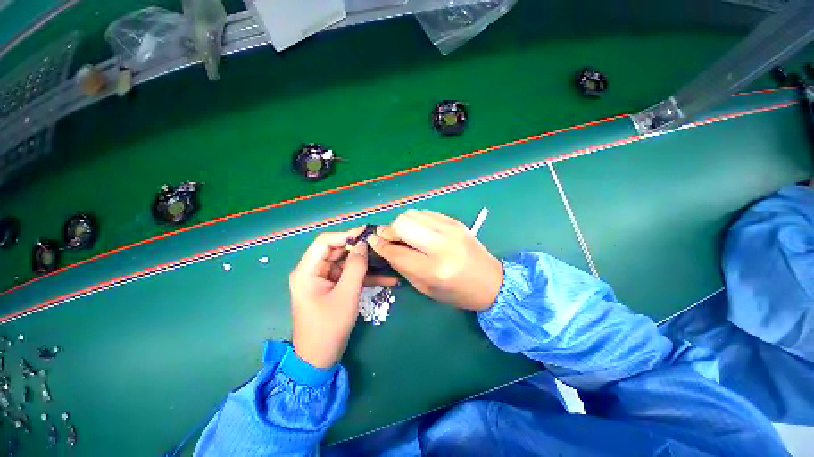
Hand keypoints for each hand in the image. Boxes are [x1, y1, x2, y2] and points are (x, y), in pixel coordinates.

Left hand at [289, 228, 397, 368]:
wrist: (319, 359)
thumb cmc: (329, 328)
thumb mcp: (346, 295)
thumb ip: (356, 267)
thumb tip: (363, 244)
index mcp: (307, 271)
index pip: (325, 242)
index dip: (346, 235)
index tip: (366, 233)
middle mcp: (314, 271)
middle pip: (338, 251)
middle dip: (360, 249)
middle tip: (381, 246)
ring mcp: (324, 280)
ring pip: (347, 263)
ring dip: (367, 264)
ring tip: (388, 261)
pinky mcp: (334, 288)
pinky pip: (350, 276)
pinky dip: (366, 277)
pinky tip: (387, 279)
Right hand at [368, 210, 502, 310]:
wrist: (491, 281)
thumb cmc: (458, 293)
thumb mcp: (427, 289)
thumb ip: (403, 267)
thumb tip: (385, 248)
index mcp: (435, 269)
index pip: (397, 252)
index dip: (380, 246)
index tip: (372, 242)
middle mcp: (442, 244)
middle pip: (403, 223)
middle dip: (389, 230)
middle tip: (387, 238)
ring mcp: (450, 229)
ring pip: (413, 214)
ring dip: (402, 223)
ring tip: (403, 235)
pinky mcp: (455, 221)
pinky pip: (426, 213)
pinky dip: (416, 220)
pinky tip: (418, 230)